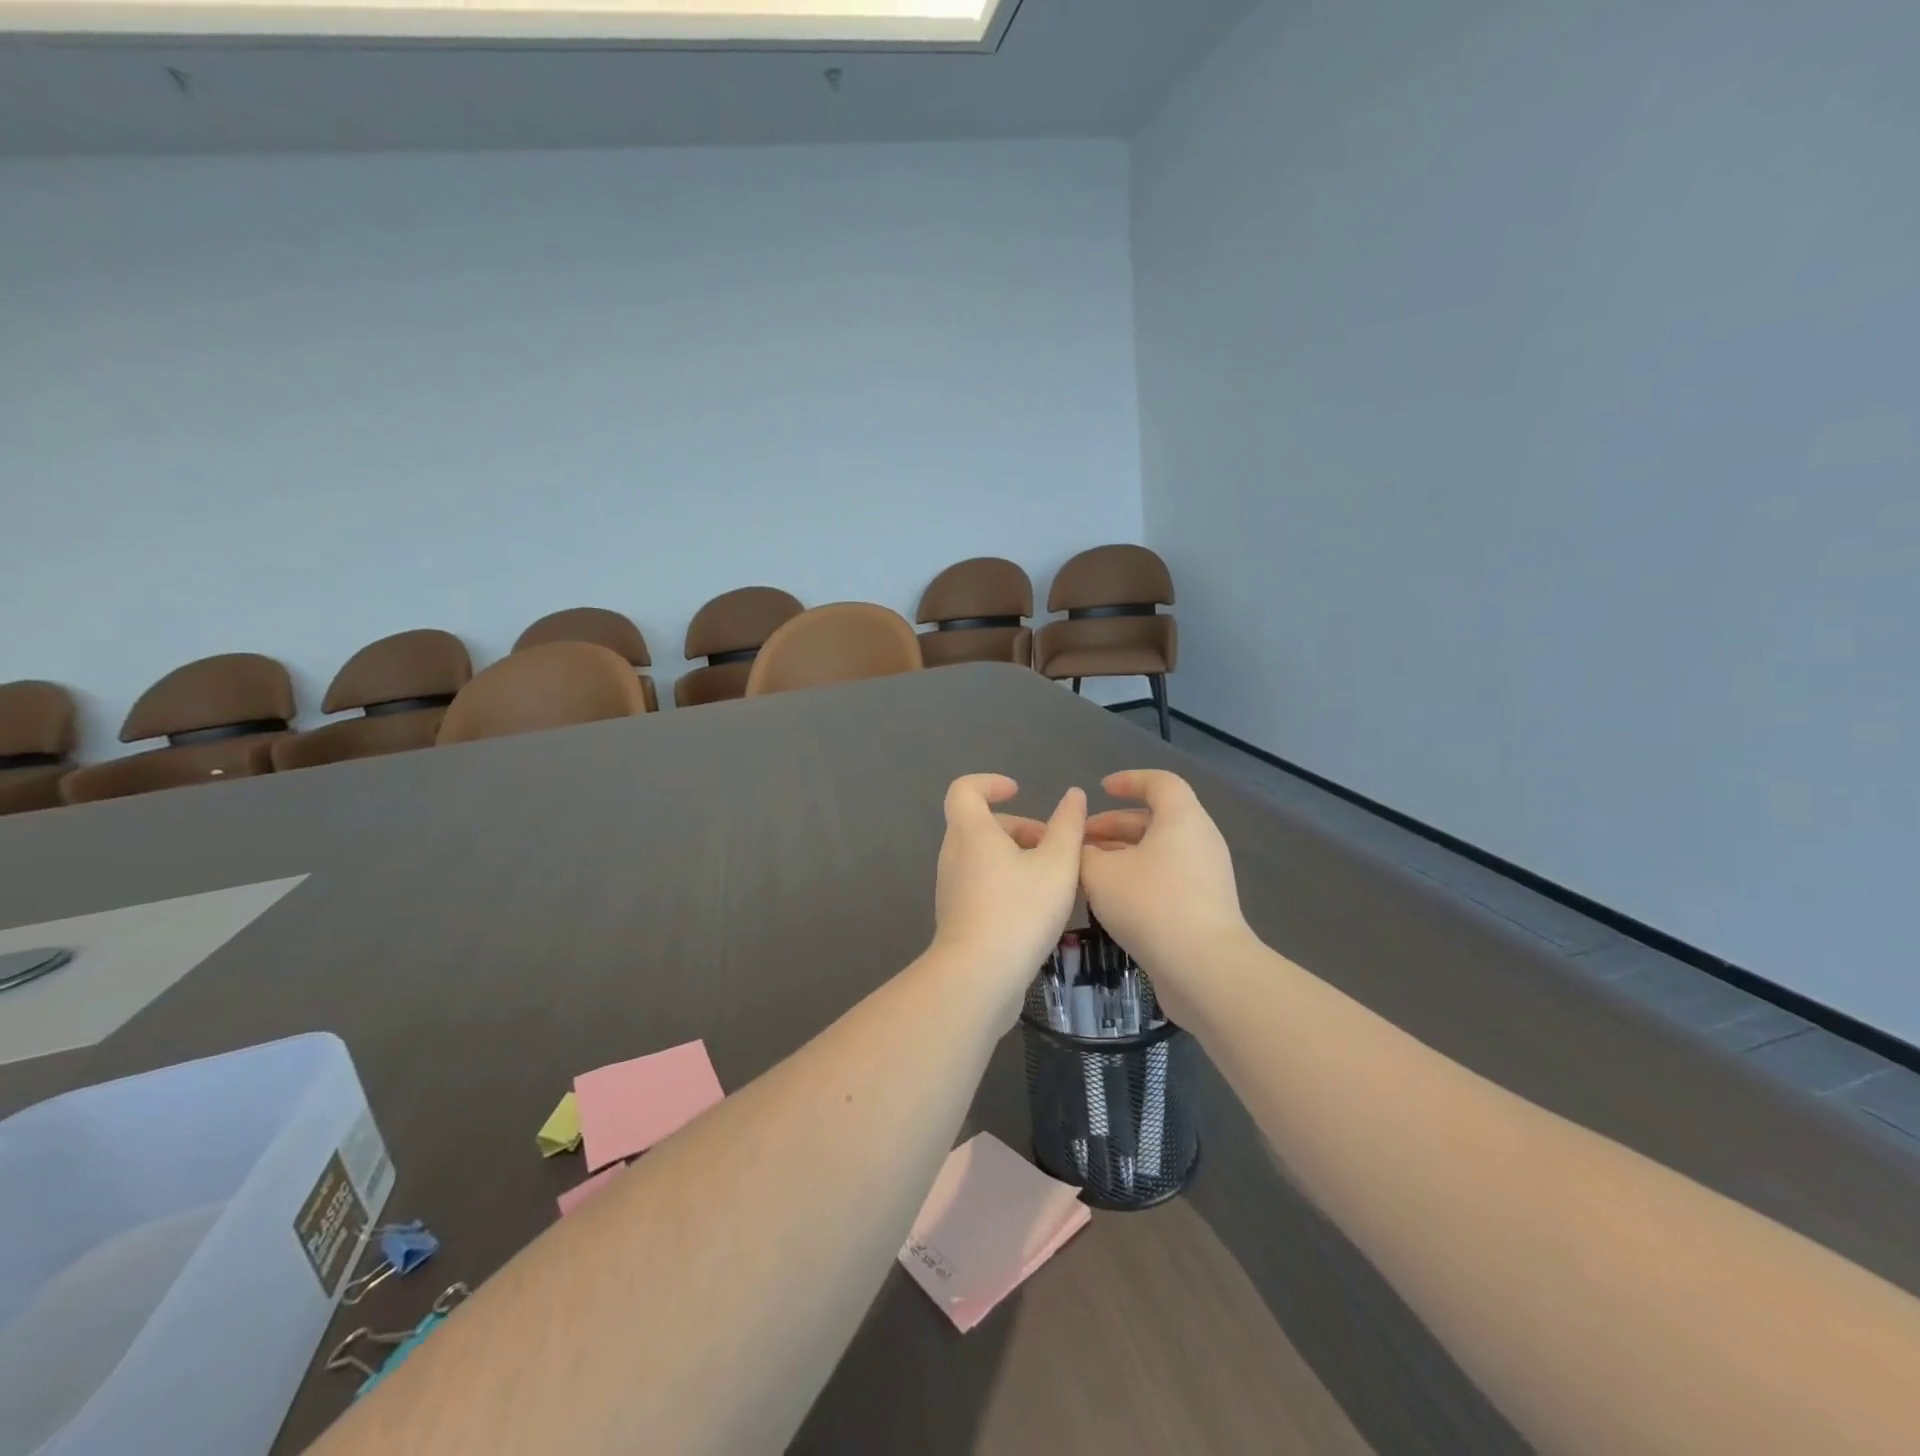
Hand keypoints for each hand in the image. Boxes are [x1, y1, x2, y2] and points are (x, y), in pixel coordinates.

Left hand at [932, 774, 1086, 1020]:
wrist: (979, 977)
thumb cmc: (1020, 911)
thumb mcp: (1058, 865)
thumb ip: (1068, 827)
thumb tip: (1073, 796)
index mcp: (971, 833)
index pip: (964, 790)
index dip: (990, 783)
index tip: (1018, 792)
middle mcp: (953, 855)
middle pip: (980, 825)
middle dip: (1018, 828)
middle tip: (1053, 847)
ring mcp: (951, 888)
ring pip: (982, 857)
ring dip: (1016, 858)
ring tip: (1053, 880)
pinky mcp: (956, 917)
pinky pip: (981, 884)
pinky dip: (1006, 883)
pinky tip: (1037, 909)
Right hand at [1079, 770, 1252, 1021]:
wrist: (1205, 968)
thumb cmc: (1151, 905)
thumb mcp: (1100, 874)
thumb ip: (1082, 854)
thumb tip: (1080, 851)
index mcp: (1182, 818)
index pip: (1159, 782)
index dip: (1129, 781)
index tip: (1101, 789)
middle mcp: (1200, 840)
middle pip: (1156, 819)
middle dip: (1114, 825)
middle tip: (1080, 840)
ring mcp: (1207, 875)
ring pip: (1159, 851)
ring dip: (1123, 855)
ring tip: (1088, 871)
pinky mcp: (1206, 905)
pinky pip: (1168, 877)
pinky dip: (1138, 877)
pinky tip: (1111, 900)